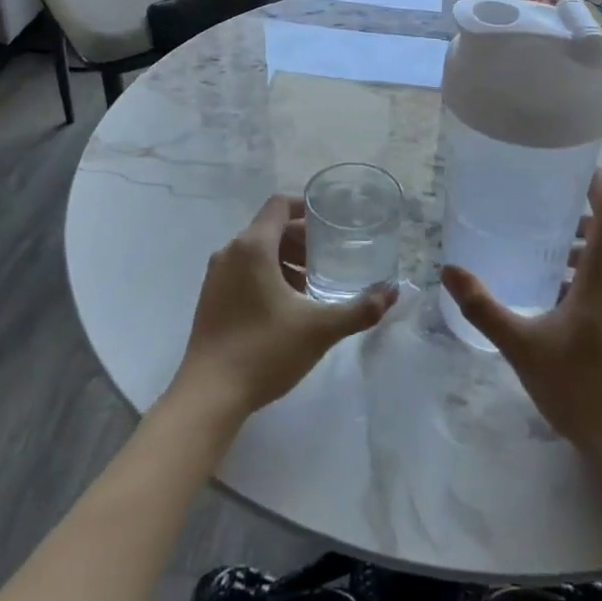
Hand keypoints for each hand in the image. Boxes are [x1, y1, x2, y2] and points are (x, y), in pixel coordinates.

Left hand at [172, 196, 397, 420]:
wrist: (208, 396)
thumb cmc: (264, 351)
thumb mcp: (320, 329)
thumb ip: (359, 309)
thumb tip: (393, 293)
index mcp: (253, 246)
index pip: (279, 204)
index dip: (306, 206)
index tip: (330, 222)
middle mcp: (230, 252)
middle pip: (269, 227)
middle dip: (301, 238)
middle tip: (328, 259)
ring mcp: (215, 276)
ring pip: (255, 250)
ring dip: (284, 258)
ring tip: (311, 284)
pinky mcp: (210, 298)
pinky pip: (242, 270)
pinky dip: (266, 274)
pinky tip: (285, 306)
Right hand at [442, 169, 601, 466]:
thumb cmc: (579, 389)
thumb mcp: (522, 346)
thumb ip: (484, 307)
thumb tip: (449, 270)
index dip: (596, 181)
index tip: (571, 163)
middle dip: (576, 215)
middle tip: (537, 207)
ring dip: (580, 249)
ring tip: (540, 251)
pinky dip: (586, 275)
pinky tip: (555, 297)